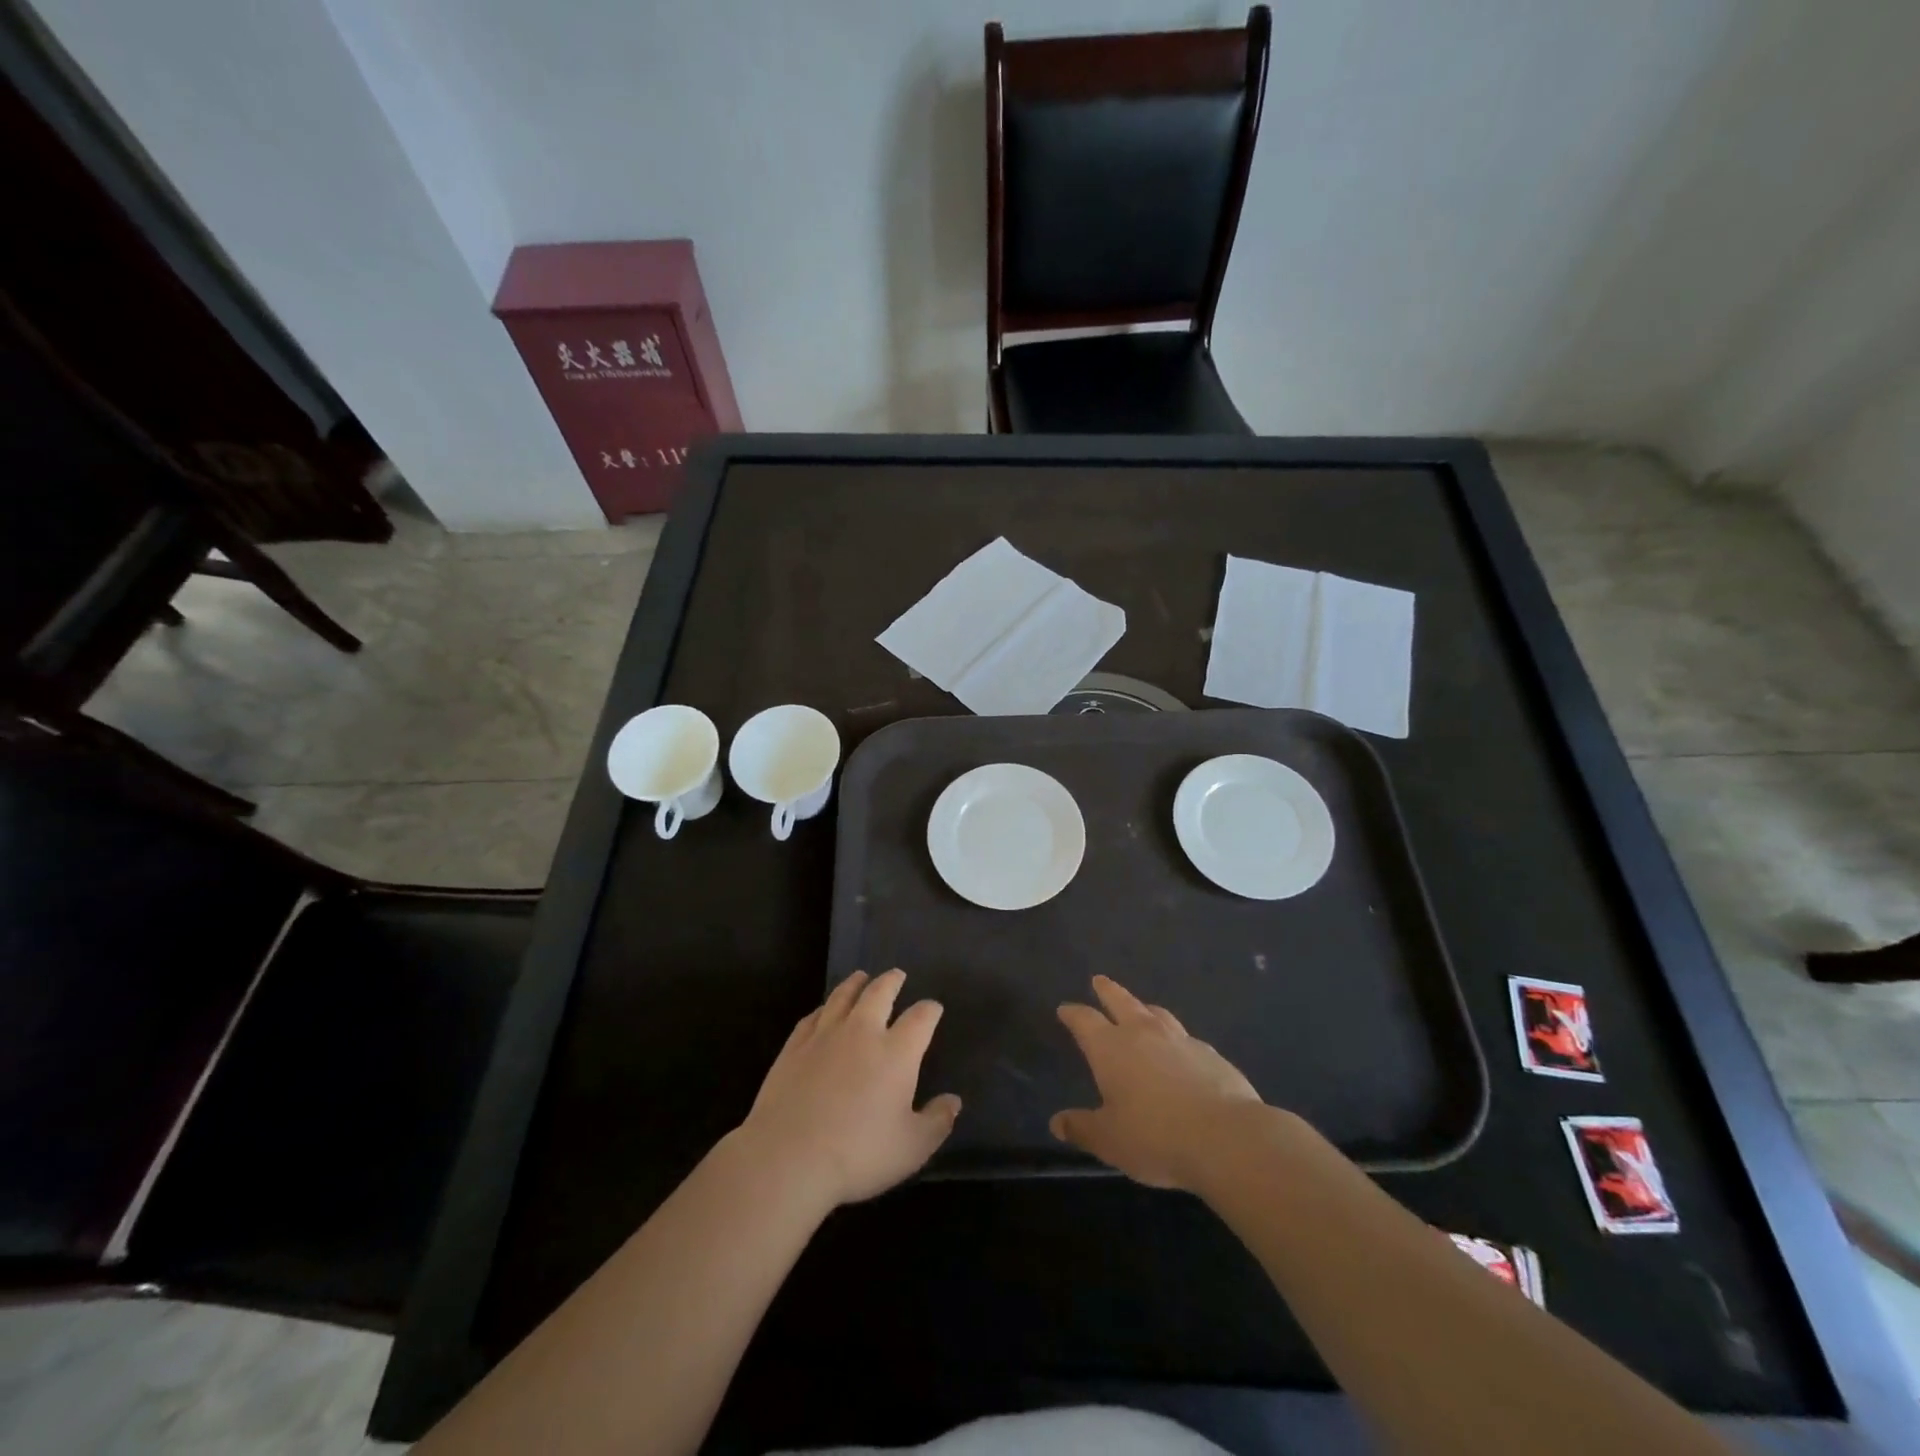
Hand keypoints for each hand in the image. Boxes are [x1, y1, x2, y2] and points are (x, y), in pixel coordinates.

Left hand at [735, 969, 960, 1212]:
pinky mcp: (794, 1047)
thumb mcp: (912, 1148)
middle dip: (892, 981)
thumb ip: (937, 1122)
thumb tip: (954, 1102)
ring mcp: (825, 1035)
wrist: (788, 1157)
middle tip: (897, 975)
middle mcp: (862, 1032)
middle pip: (879, 993)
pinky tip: (823, 1010)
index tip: (934, 1008)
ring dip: (855, 984)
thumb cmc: (858, 1154)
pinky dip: (823, 1008)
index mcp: (896, 1052)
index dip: (930, 1010)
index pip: (920, 1018)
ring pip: (843, 997)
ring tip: (861, 977)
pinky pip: (812, 1017)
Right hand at [1051, 975, 1263, 1190]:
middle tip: (1099, 980)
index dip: (1072, 1013)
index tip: (1065, 1009)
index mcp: (1110, 1048)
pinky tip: (1180, 1050)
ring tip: (1141, 1008)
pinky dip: (1176, 1038)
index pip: (1085, 1021)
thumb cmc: (1156, 1137)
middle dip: (1107, 990)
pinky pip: (1186, 1038)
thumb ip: (1082, 1128)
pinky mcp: (1210, 1054)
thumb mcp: (1110, 1141)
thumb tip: (1057, 1123)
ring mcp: (1180, 1040)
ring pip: (1157, 1013)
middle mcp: (1143, 1034)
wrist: (1225, 1137)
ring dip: (1144, 1008)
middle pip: (1121, 1001)